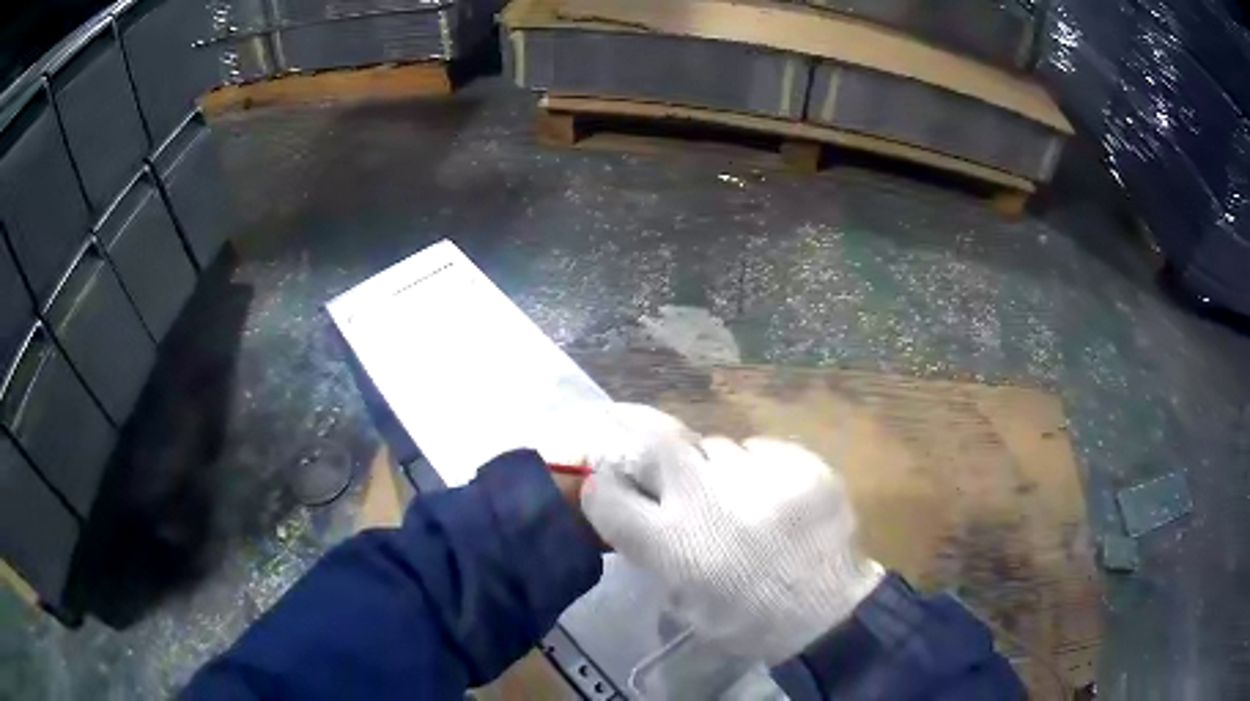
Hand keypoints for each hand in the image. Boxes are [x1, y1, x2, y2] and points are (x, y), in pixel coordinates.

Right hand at [580, 406, 884, 662]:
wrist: (828, 613)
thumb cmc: (747, 620)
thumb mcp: (682, 601)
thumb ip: (653, 551)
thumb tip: (634, 510)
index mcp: (673, 543)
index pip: (607, 493)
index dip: (599, 488)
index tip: (606, 488)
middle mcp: (708, 499)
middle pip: (655, 439)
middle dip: (640, 435)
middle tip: (651, 454)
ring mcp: (759, 475)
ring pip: (715, 445)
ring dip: (712, 467)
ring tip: (733, 496)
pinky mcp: (800, 462)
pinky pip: (760, 449)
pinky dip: (756, 467)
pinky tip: (771, 495)